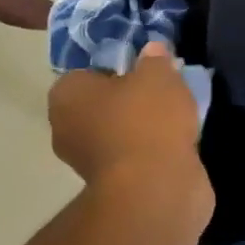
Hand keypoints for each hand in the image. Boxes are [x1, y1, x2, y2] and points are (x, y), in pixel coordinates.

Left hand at [48, 43, 212, 211]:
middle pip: (103, 103)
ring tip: (176, 114)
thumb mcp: (157, 74)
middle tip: (162, 88)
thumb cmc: (145, 120)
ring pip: (119, 131)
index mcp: (66, 95)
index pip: (87, 71)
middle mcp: (67, 128)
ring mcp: (87, 163)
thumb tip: (152, 51)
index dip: (116, 67)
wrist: (154, 192)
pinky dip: (151, 151)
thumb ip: (154, 59)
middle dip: (130, 98)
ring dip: (143, 126)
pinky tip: (177, 142)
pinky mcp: (112, 188)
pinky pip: (133, 156)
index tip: (142, 67)